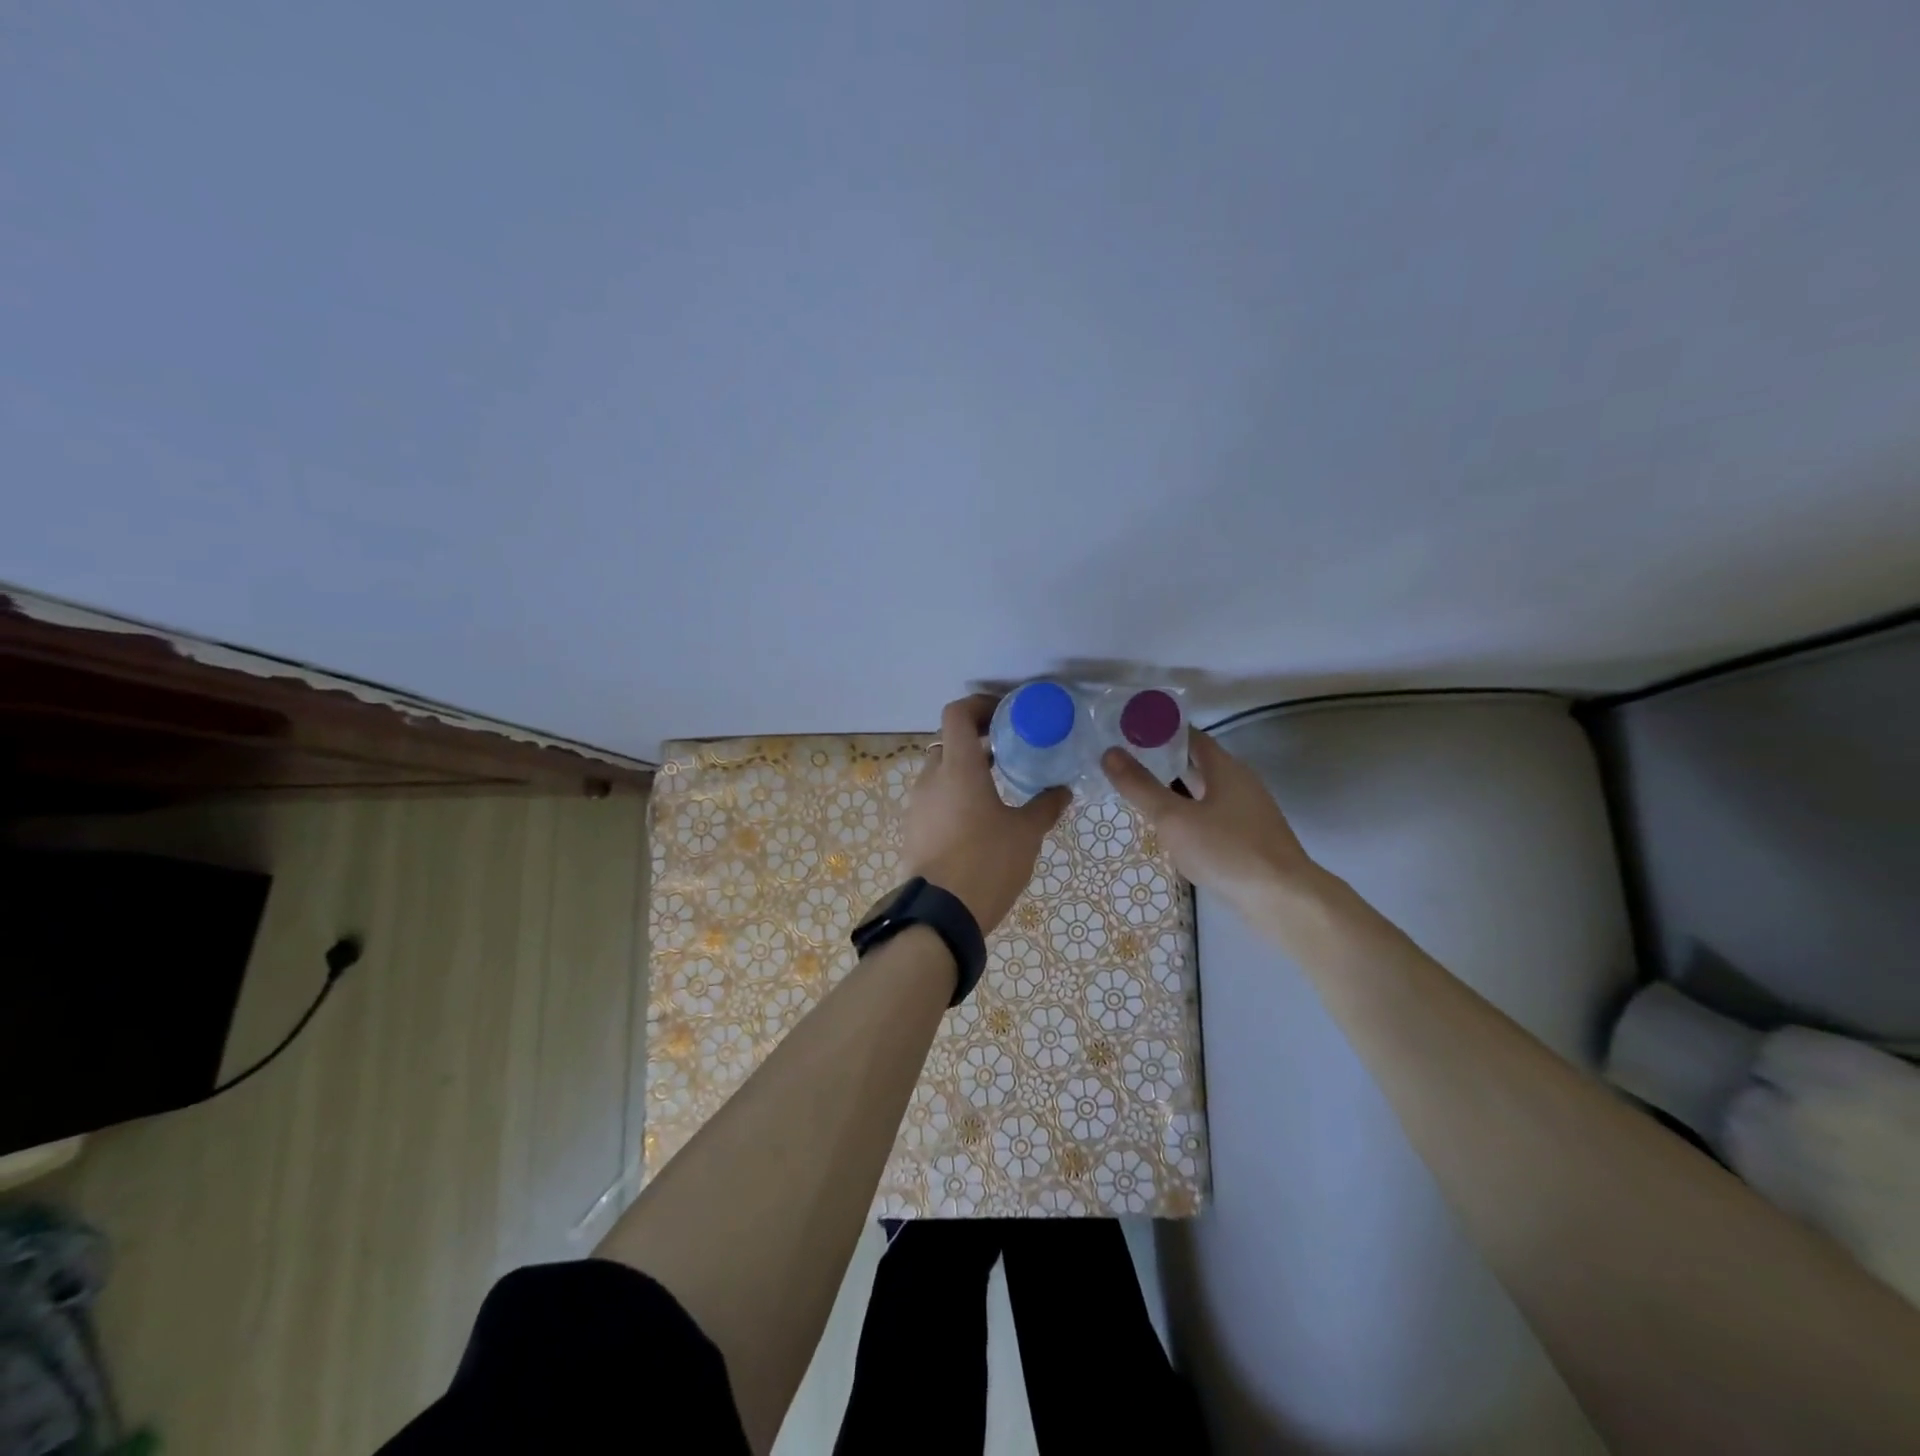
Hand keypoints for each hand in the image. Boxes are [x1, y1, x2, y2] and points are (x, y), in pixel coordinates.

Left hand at [901, 695, 1070, 932]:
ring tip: (997, 790)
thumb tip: (1062, 790)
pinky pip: (934, 801)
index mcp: (958, 767)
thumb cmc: (987, 862)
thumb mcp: (1026, 833)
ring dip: (965, 773)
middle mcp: (931, 779)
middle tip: (1008, 754)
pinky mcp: (913, 831)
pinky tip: (978, 822)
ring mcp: (917, 806)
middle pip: (949, 743)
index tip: (1005, 716)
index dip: (979, 705)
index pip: (957, 713)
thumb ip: (1045, 806)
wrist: (941, 915)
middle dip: (976, 743)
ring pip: (940, 774)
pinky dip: (954, 798)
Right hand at [1101, 729, 1314, 912]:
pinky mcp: (1247, 840)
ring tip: (1137, 794)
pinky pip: (1210, 817)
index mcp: (1225, 768)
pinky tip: (1168, 831)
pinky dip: (1186, 815)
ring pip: (1202, 792)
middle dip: (1161, 761)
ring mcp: (1246, 813)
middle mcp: (1239, 783)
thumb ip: (1141, 787)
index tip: (1126, 731)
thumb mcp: (1174, 818)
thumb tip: (1109, 753)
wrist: (1283, 901)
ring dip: (1172, 791)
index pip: (1188, 735)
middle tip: (1123, 763)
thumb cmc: (1227, 851)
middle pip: (1195, 763)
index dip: (1158, 730)